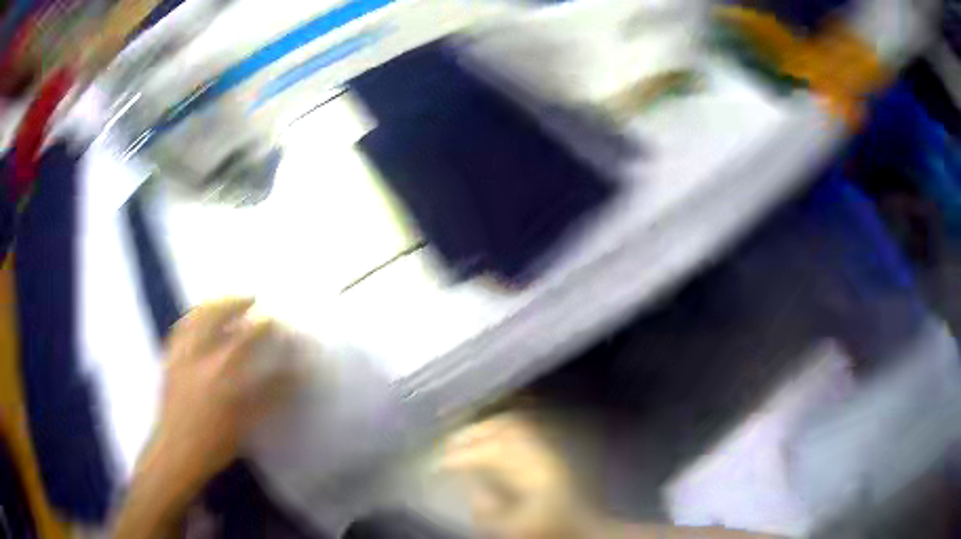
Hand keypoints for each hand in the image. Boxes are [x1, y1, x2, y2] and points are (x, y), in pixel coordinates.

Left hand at [152, 298, 297, 491]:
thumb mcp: (246, 423)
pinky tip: (199, 316)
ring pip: (195, 317)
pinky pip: (179, 329)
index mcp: (221, 373)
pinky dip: (192, 317)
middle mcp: (199, 355)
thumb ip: (269, 397)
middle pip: (218, 315)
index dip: (263, 325)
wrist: (176, 452)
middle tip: (252, 299)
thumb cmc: (214, 443)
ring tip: (225, 299)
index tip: (276, 321)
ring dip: (214, 303)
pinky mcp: (169, 359)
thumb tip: (294, 377)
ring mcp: (181, 354)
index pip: (246, 338)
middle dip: (237, 302)